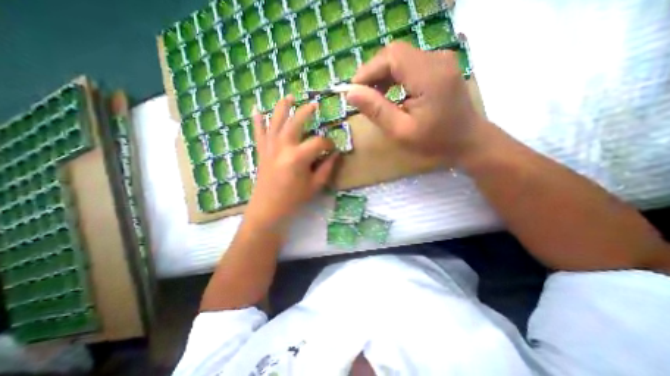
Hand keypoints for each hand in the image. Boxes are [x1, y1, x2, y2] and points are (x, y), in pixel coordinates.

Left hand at [246, 96, 341, 227]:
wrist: (268, 209)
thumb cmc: (293, 199)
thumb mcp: (315, 185)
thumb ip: (327, 168)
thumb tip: (336, 154)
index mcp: (298, 157)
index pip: (318, 142)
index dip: (328, 143)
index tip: (332, 147)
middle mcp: (283, 147)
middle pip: (296, 122)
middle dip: (306, 111)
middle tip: (314, 104)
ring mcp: (270, 147)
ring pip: (275, 121)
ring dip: (282, 106)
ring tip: (289, 96)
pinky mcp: (261, 151)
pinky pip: (258, 132)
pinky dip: (257, 119)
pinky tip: (256, 108)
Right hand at [345, 40, 487, 162]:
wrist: (468, 141)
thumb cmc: (435, 142)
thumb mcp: (400, 131)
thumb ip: (376, 110)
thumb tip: (350, 93)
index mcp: (429, 76)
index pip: (391, 56)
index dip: (368, 71)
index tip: (353, 92)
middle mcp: (437, 59)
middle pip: (395, 53)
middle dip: (373, 73)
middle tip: (362, 97)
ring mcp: (440, 60)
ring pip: (400, 57)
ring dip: (382, 75)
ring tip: (373, 97)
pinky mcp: (439, 66)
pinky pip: (409, 63)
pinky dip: (394, 76)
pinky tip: (389, 93)